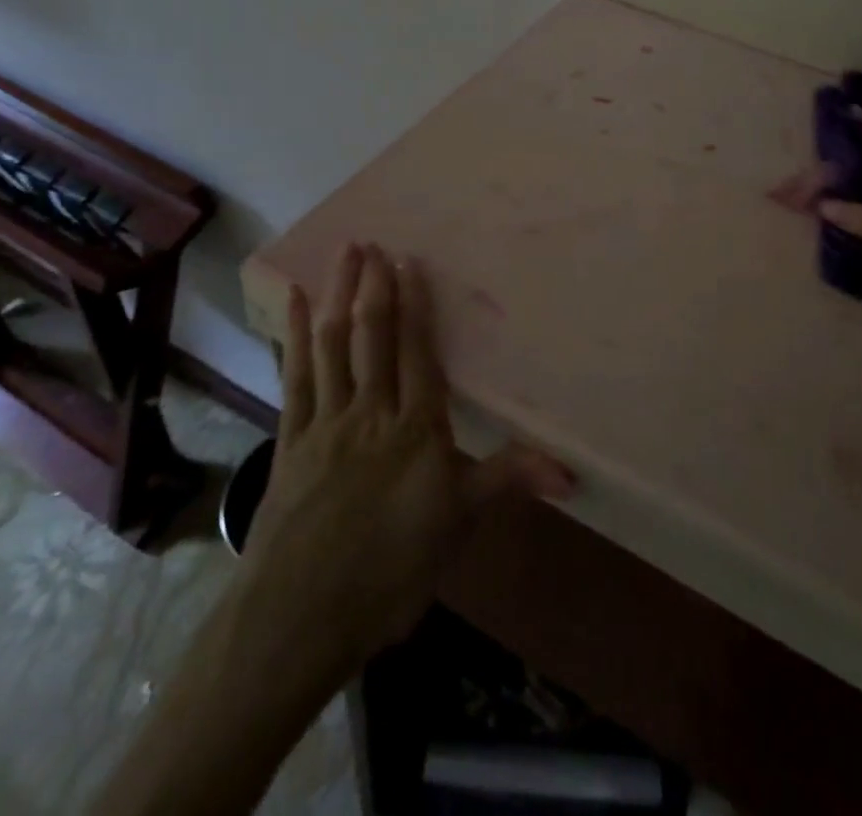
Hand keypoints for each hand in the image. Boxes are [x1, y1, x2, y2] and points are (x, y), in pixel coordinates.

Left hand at [240, 244, 573, 688]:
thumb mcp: (458, 527)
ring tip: (343, 255)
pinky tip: (294, 304)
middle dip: (373, 286)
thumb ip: (506, 481)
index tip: (408, 262)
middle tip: (371, 243)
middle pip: (372, 337)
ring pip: (332, 345)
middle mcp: (370, 412)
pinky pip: (294, 377)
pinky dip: (293, 336)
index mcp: (415, 429)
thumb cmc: (389, 574)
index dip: (414, 305)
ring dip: (338, 296)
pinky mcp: (291, 440)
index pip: (417, 352)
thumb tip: (570, 469)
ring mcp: (325, 422)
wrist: (297, 619)